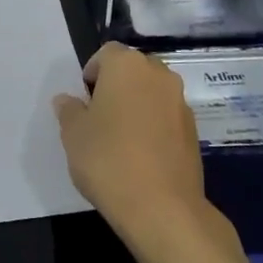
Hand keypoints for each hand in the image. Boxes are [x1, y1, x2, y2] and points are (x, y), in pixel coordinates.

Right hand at [54, 43, 262, 262]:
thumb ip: (69, 110)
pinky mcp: (194, 130)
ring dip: (137, 105)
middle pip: (133, 69)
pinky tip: (141, 156)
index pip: (106, 53)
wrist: (162, 208)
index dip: (92, 73)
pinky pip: (167, 116)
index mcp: (127, 66)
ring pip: (152, 92)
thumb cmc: (108, 159)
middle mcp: (159, 74)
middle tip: (99, 117)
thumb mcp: (73, 134)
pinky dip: (154, 125)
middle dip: (116, 86)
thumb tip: (68, 100)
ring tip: (120, 139)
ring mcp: (181, 102)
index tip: (83, 101)